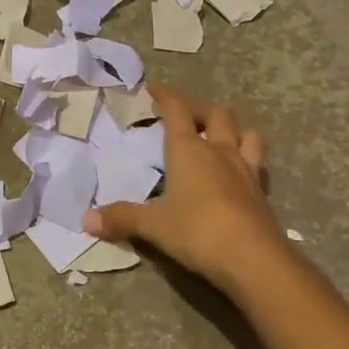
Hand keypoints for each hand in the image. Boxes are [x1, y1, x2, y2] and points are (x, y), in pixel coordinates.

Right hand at [84, 83, 292, 301]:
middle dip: (198, 108)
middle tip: (184, 113)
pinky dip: (247, 158)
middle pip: (215, 114)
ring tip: (219, 135)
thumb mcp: (153, 226)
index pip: (177, 110)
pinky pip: (257, 163)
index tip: (153, 88)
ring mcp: (246, 170)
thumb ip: (122, 218)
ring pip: (246, 133)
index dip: (165, 95)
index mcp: (188, 150)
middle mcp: (219, 152)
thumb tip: (86, 220)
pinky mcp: (262, 192)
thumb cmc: (197, 231)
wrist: (254, 260)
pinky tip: (238, 172)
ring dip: (232, 128)